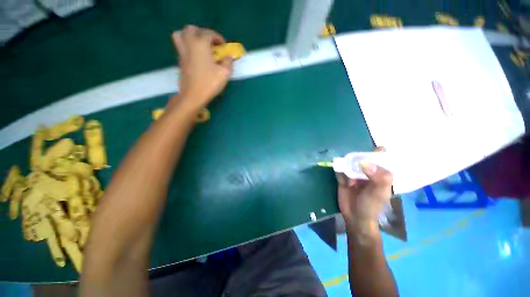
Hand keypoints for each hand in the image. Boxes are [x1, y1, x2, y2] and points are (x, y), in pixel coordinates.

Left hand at [170, 25, 232, 111]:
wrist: (193, 95)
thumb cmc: (209, 83)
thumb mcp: (224, 73)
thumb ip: (228, 62)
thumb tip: (228, 57)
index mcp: (200, 44)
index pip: (209, 33)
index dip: (218, 38)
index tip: (224, 46)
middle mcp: (189, 44)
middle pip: (191, 29)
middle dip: (202, 33)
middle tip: (210, 43)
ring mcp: (182, 52)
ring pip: (181, 35)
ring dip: (191, 36)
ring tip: (200, 46)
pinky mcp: (179, 61)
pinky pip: (181, 46)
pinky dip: (188, 46)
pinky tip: (197, 57)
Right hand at [336, 147, 392, 234]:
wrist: (354, 217)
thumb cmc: (371, 206)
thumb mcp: (379, 193)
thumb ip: (378, 177)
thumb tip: (365, 162)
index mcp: (381, 173)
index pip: (382, 157)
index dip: (378, 152)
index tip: (371, 153)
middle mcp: (367, 171)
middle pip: (362, 157)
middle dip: (357, 162)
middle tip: (357, 173)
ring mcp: (354, 173)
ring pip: (348, 162)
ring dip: (347, 169)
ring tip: (350, 182)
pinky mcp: (343, 176)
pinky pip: (340, 169)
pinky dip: (340, 174)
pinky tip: (344, 183)